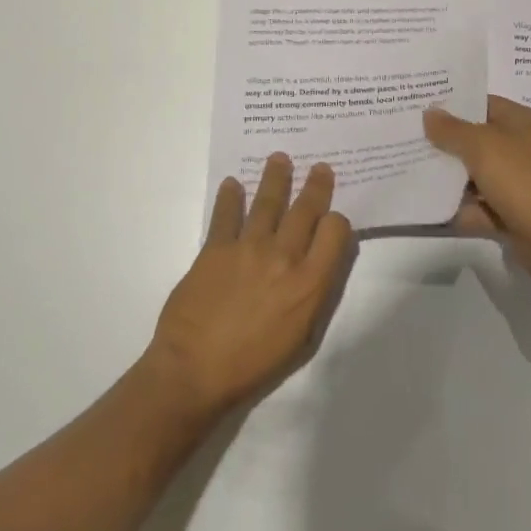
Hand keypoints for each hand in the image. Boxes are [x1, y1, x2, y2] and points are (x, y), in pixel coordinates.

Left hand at [145, 153, 353, 419]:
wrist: (194, 372)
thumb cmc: (253, 365)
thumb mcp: (301, 338)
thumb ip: (314, 295)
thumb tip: (319, 264)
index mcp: (309, 283)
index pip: (334, 232)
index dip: (336, 221)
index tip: (331, 218)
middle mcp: (284, 257)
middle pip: (305, 209)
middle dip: (316, 185)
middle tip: (319, 167)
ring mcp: (248, 248)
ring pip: (268, 201)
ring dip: (276, 177)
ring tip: (280, 158)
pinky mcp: (216, 248)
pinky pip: (226, 214)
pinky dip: (230, 196)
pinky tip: (232, 183)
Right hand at [424, 96, 530, 278]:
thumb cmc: (520, 179)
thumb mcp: (481, 145)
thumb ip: (451, 129)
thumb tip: (429, 113)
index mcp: (522, 122)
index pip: (483, 103)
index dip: (453, 104)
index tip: (421, 106)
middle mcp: (522, 148)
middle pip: (476, 139)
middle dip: (446, 141)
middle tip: (409, 136)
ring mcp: (517, 182)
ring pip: (475, 173)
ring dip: (449, 175)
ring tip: (411, 168)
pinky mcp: (511, 212)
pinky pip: (478, 204)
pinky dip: (459, 206)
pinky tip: (428, 205)